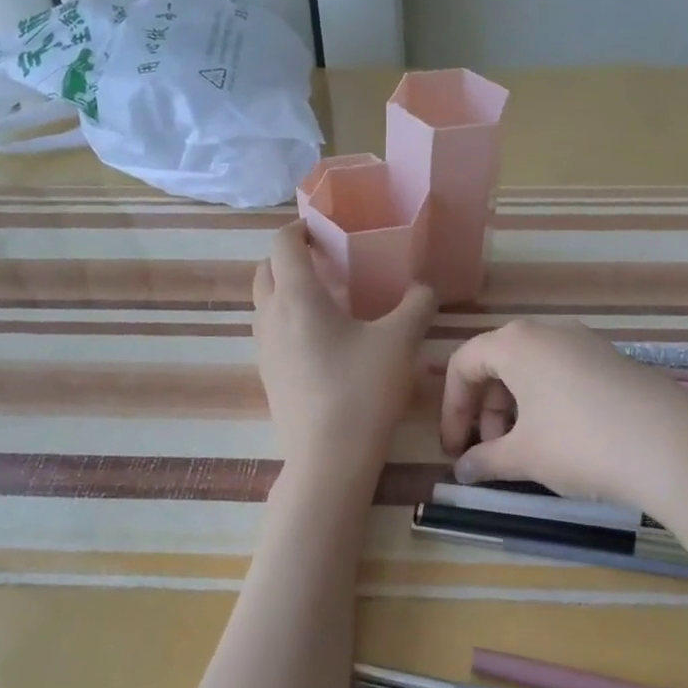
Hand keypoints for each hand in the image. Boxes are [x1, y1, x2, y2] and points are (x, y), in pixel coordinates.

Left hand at [252, 224, 435, 469]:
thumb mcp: (400, 342)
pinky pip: (271, 332)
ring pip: (264, 303)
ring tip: (325, 299)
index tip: (323, 230)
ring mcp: (264, 349)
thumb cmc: (362, 390)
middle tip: (326, 261)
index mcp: (297, 298)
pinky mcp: (268, 376)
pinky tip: (322, 340)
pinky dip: (288, 320)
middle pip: (265, 271)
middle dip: (289, 257)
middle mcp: (271, 317)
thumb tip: (423, 288)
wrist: (329, 458)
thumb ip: (416, 306)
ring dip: (285, 290)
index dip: (299, 228)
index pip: (282, 244)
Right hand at [439, 320, 687, 515]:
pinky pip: (563, 375)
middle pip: (497, 364)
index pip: (463, 364)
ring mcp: (585, 342)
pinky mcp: (613, 360)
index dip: (451, 409)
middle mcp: (548, 331)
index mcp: (515, 342)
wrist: (675, 447)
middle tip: (490, 455)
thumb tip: (463, 471)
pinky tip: (561, 441)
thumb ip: (485, 461)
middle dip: (485, 412)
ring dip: (515, 410)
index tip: (454, 450)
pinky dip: (547, 404)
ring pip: (531, 370)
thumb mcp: (524, 456)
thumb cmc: (581, 444)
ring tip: (525, 453)